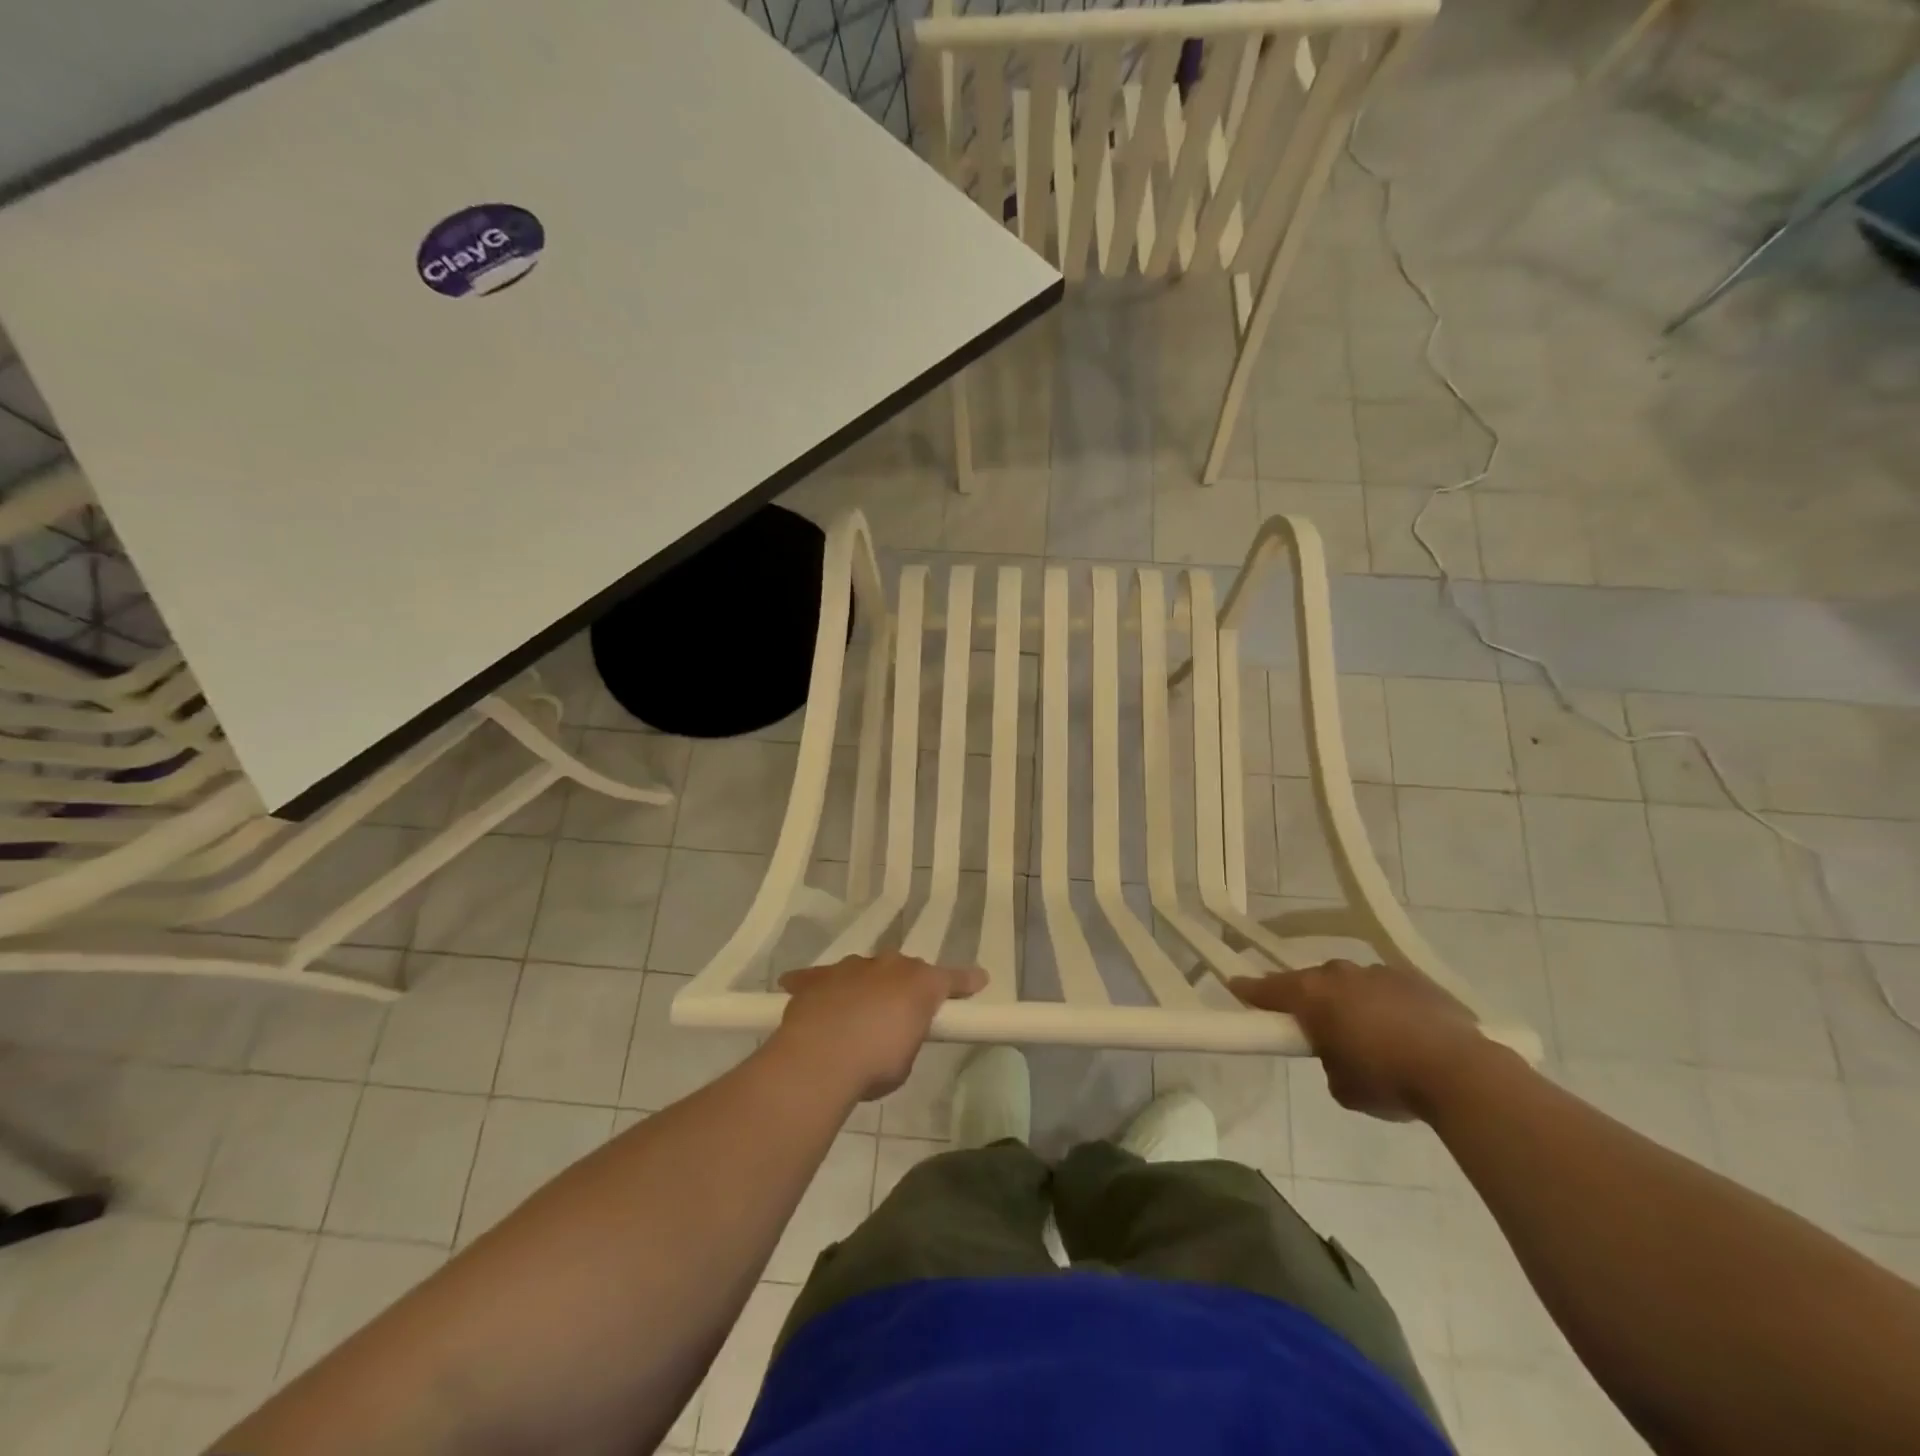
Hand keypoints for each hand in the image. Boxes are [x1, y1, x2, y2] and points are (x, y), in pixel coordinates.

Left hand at [774, 952, 985, 1101]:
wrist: (820, 1057)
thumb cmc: (875, 1064)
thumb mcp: (905, 1059)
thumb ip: (906, 1038)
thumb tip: (895, 1034)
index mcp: (920, 984)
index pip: (951, 979)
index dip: (964, 982)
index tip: (979, 979)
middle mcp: (888, 965)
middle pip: (903, 970)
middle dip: (902, 987)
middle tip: (897, 1013)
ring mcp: (850, 967)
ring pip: (864, 971)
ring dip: (864, 987)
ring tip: (854, 1015)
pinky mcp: (817, 977)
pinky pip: (820, 978)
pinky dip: (819, 986)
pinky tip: (802, 992)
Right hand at [1230, 959, 1491, 1121]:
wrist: (1462, 1072)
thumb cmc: (1388, 1080)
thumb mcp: (1342, 1086)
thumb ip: (1328, 1061)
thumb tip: (1338, 1053)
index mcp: (1312, 996)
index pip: (1268, 989)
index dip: (1250, 992)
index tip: (1237, 989)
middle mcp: (1340, 974)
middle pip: (1312, 983)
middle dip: (1309, 1001)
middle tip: (1313, 1026)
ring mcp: (1380, 973)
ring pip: (1351, 984)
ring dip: (1351, 1002)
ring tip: (1367, 1034)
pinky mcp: (1416, 980)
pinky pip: (1387, 990)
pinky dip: (1385, 1005)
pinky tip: (1402, 1032)